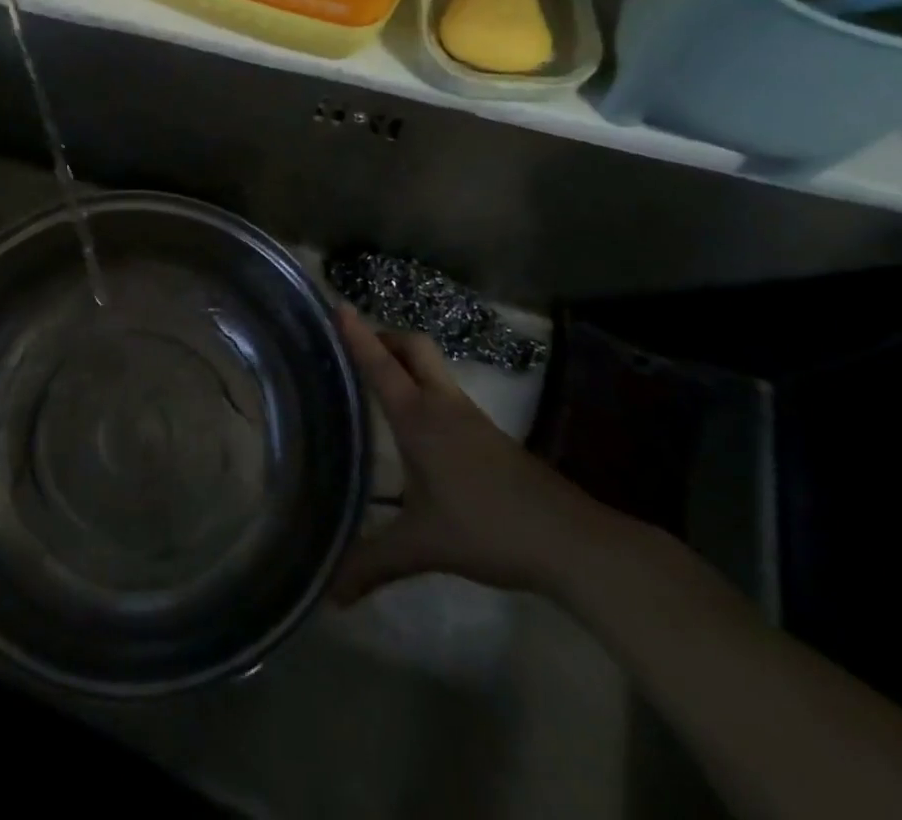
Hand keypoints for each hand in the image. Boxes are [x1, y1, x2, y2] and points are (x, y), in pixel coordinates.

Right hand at [334, 306, 612, 602]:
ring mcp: (471, 418)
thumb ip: (373, 564)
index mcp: (419, 419)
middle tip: (357, 346)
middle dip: (385, 337)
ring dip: (406, 361)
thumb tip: (330, 595)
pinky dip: (424, 387)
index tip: (338, 305)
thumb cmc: (487, 529)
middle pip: (414, 347)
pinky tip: (419, 424)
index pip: (381, 366)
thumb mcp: (422, 547)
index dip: (357, 335)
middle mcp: (443, 406)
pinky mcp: (490, 436)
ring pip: (433, 368)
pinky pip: (447, 393)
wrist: (571, 542)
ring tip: (379, 379)